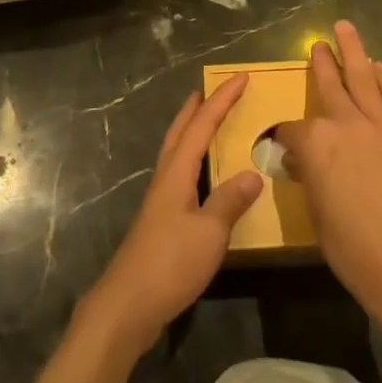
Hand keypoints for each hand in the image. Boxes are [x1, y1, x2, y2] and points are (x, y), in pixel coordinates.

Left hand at [80, 75, 263, 355]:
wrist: (128, 305)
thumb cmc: (170, 263)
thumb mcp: (209, 232)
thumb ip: (230, 201)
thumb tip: (253, 174)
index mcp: (177, 172)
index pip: (202, 124)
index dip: (222, 100)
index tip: (241, 77)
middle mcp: (165, 177)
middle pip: (180, 131)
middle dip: (197, 107)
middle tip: (212, 89)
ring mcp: (160, 200)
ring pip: (177, 152)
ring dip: (192, 131)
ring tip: (209, 123)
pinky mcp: (161, 220)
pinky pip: (180, 174)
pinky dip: (194, 161)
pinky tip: (205, 177)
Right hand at [275, 21, 381, 321]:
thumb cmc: (349, 244)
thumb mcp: (315, 209)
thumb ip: (309, 176)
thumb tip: (305, 164)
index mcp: (314, 142)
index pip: (292, 128)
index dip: (285, 135)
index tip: (283, 142)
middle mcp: (344, 122)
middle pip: (329, 84)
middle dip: (321, 62)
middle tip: (317, 44)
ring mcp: (379, 124)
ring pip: (363, 77)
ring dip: (353, 51)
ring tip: (346, 29)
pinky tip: (380, 67)